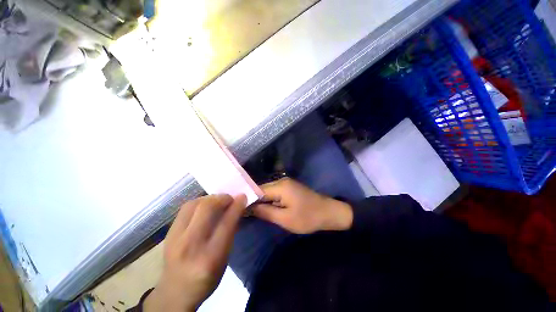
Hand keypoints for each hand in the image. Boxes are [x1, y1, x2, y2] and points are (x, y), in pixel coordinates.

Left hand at [144, 194, 246, 311]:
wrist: (175, 292)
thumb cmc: (206, 279)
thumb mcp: (224, 260)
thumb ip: (230, 233)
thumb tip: (236, 210)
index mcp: (210, 257)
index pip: (225, 224)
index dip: (236, 207)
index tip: (242, 197)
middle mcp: (190, 245)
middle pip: (206, 209)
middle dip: (221, 198)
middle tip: (229, 198)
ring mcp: (175, 238)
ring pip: (193, 204)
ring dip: (209, 198)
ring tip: (217, 200)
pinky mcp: (168, 233)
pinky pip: (185, 209)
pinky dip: (199, 202)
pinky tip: (204, 206)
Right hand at [253, 178, 352, 233]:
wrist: (328, 212)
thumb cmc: (307, 217)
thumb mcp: (285, 219)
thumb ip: (265, 212)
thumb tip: (249, 208)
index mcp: (280, 186)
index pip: (257, 190)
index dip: (247, 199)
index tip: (239, 209)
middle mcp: (281, 181)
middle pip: (261, 189)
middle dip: (253, 200)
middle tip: (243, 212)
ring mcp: (286, 183)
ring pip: (267, 191)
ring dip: (261, 201)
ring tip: (251, 211)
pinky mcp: (289, 188)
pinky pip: (274, 193)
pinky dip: (269, 200)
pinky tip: (264, 208)